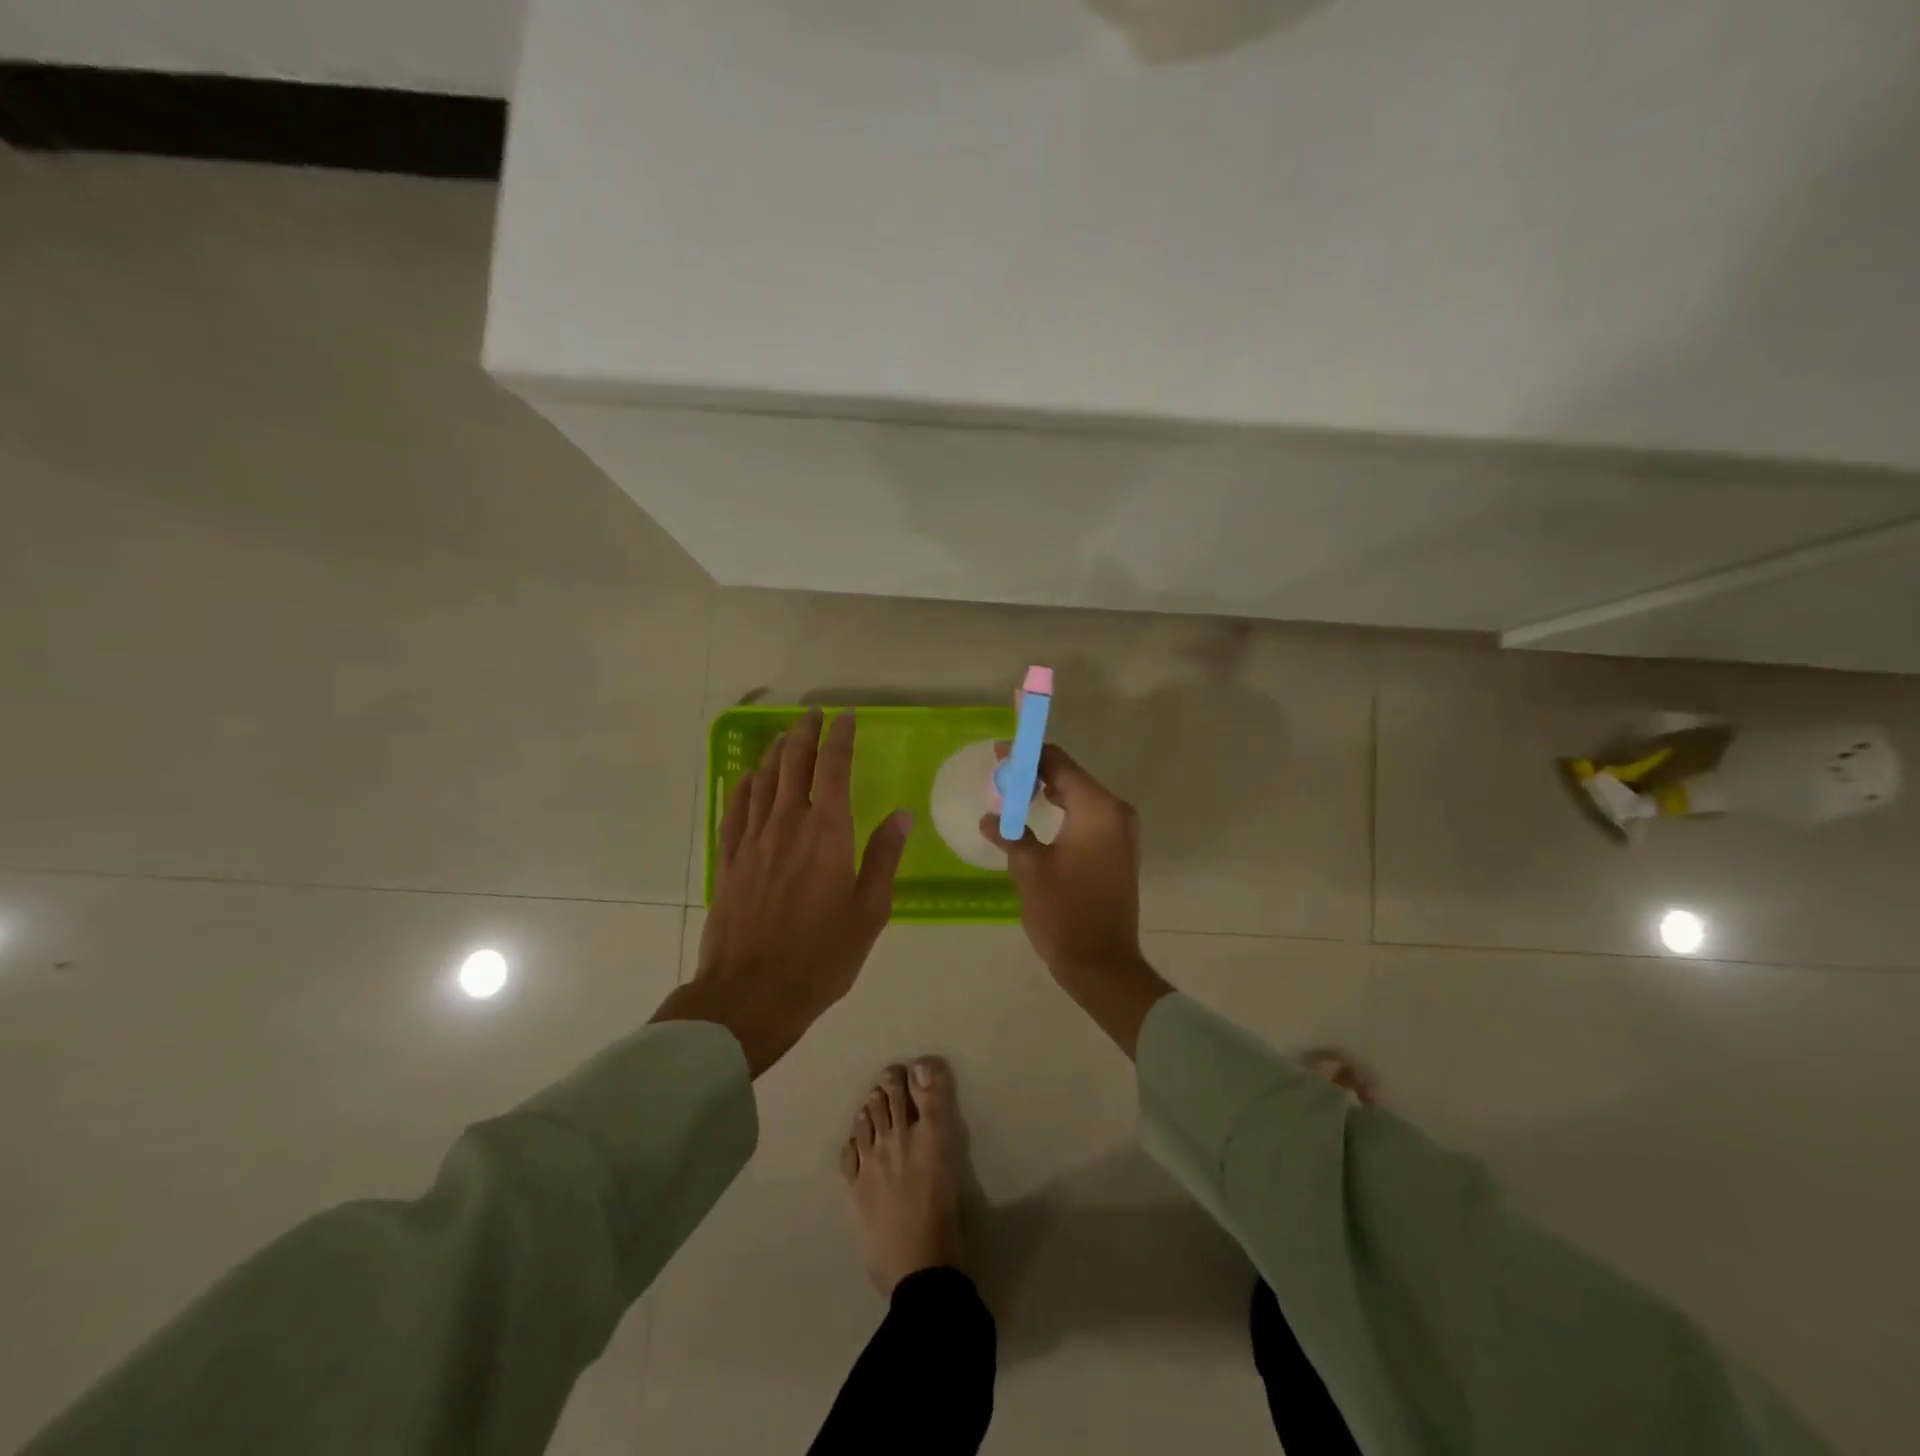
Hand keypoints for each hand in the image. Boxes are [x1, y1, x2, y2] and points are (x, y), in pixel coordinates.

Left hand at [655, 708, 911, 1076]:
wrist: (751, 994)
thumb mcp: (869, 911)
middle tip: (814, 714)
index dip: (840, 737)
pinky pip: (735, 809)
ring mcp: (752, 840)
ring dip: (777, 751)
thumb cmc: (821, 956)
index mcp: (827, 832)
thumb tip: (902, 815)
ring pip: (763, 780)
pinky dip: (745, 785)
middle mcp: (787, 824)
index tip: (846, 716)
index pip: (833, 767)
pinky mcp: (728, 860)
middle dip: (806, 733)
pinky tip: (749, 777)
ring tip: (787, 735)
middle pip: (794, 763)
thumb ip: (883, 857)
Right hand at [981, 743, 1171, 1057]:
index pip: (1059, 763)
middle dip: (1034, 772)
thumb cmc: (1065, 913)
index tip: (998, 753)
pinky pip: (1087, 817)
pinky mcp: (1117, 850)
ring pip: (1079, 797)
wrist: (1102, 965)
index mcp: (1097, 809)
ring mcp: (1121, 832)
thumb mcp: (1029, 869)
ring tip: (1011, 795)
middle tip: (999, 775)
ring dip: (1047, 792)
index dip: (1027, 754)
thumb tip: (991, 818)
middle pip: (1070, 777)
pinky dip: (1061, 812)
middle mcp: (1115, 812)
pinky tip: (1035, 819)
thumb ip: (1010, 834)